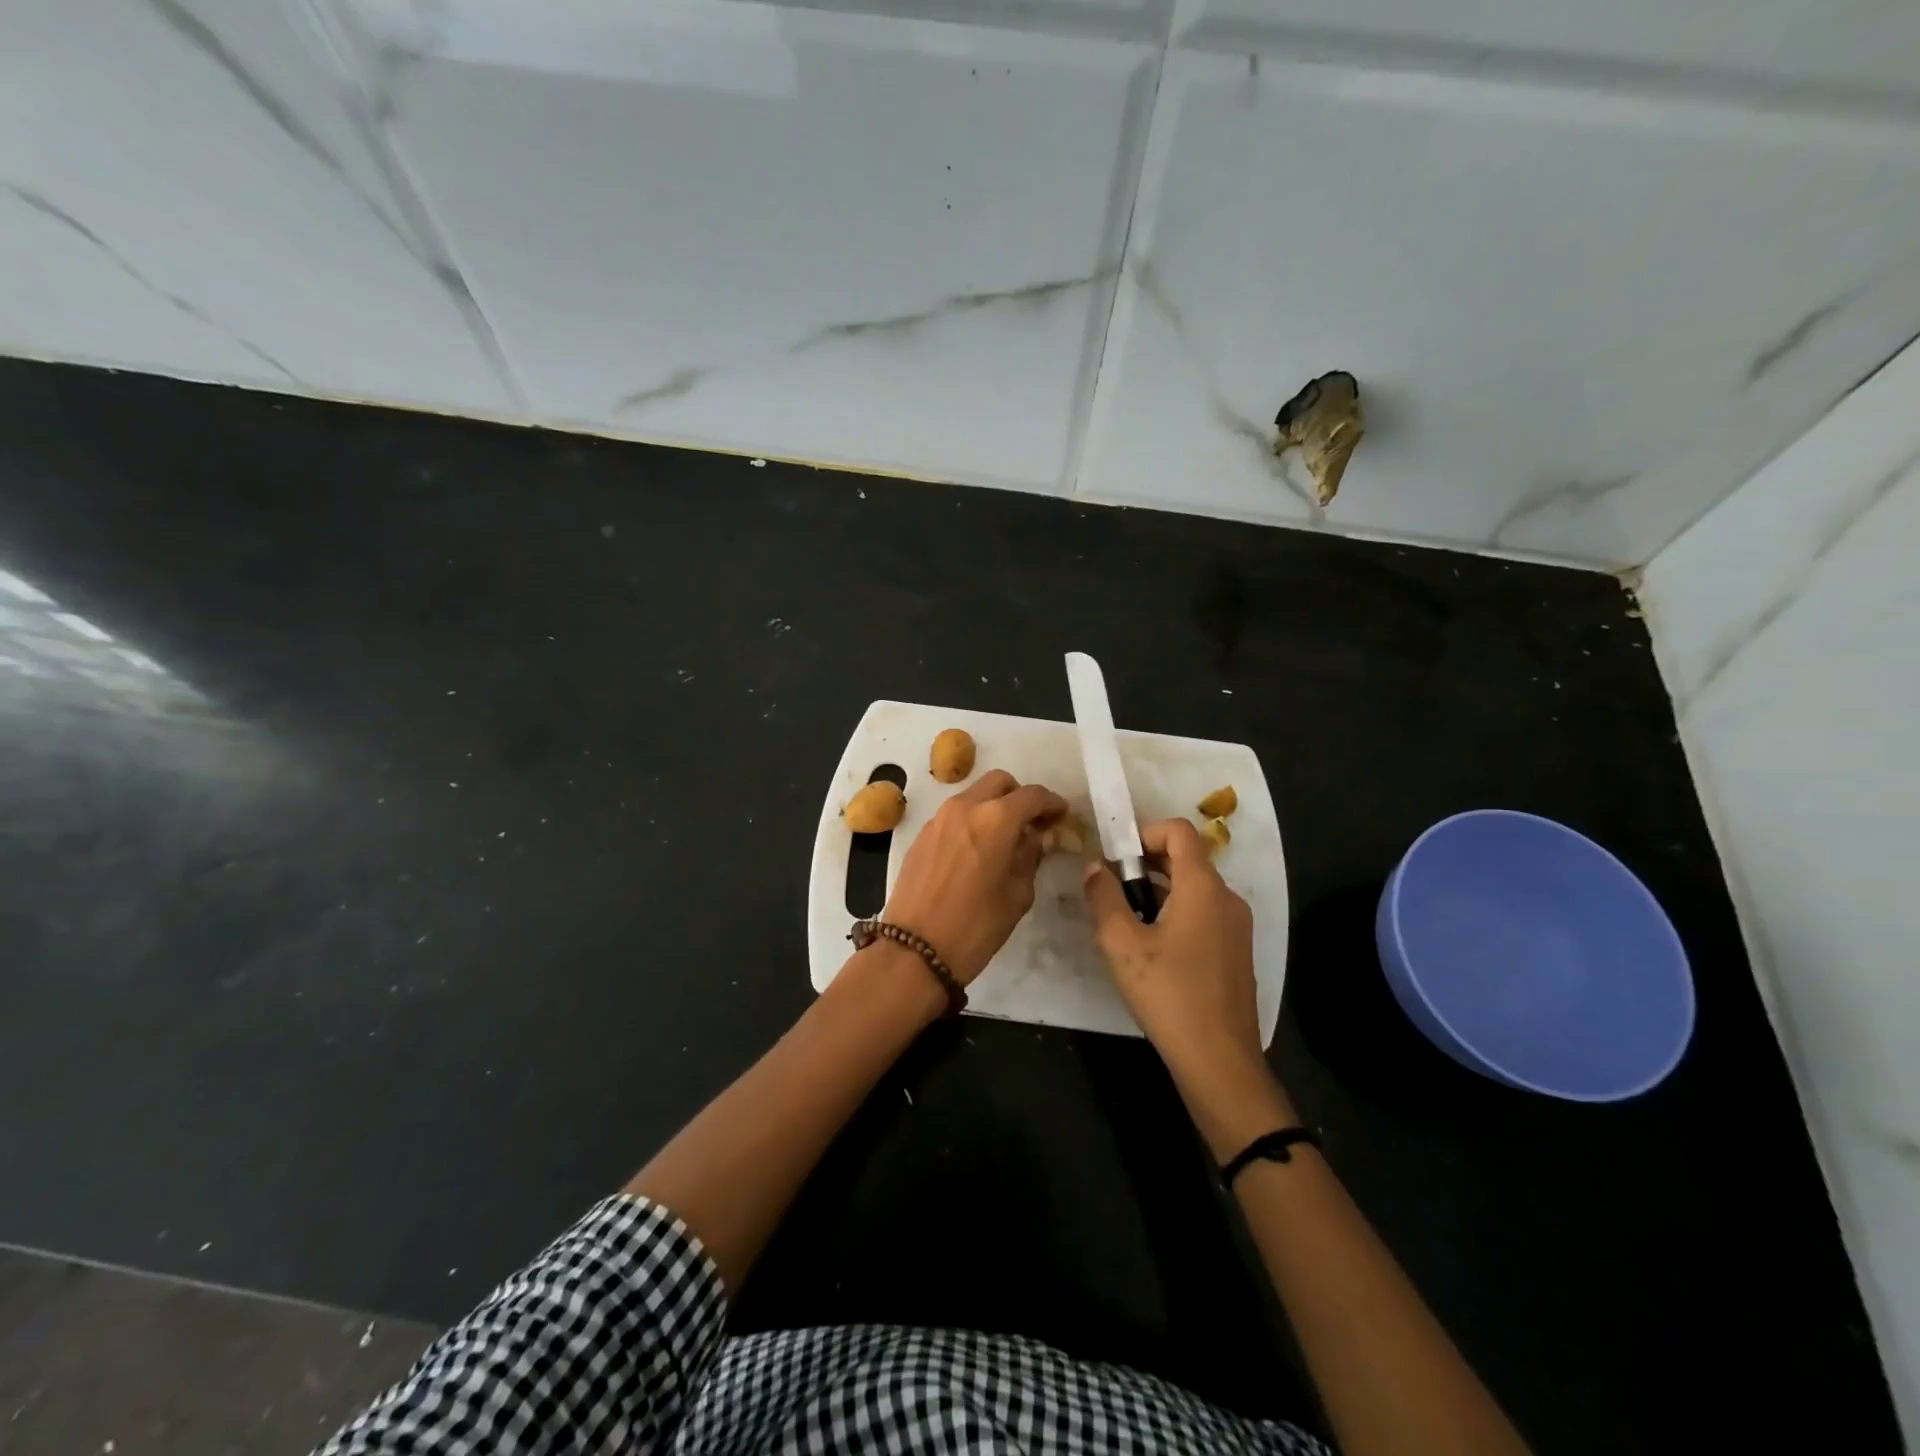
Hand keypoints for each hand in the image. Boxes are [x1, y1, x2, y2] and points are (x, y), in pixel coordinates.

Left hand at [883, 770, 1066, 983]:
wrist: (913, 950)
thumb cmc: (975, 926)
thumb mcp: (1017, 895)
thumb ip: (1030, 858)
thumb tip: (1036, 839)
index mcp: (995, 819)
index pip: (1032, 795)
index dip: (1052, 803)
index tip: (1062, 816)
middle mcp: (964, 807)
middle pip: (999, 782)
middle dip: (1020, 796)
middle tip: (1032, 824)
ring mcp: (938, 819)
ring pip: (973, 795)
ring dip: (993, 807)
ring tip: (1005, 839)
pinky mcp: (921, 835)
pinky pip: (954, 815)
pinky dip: (971, 821)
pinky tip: (977, 851)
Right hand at [1084, 819, 1292, 1149]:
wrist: (1219, 1060)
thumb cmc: (1168, 994)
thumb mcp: (1121, 944)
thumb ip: (1103, 897)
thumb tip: (1093, 866)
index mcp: (1202, 887)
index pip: (1179, 831)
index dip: (1145, 833)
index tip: (1116, 859)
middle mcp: (1227, 898)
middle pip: (1186, 858)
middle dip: (1146, 864)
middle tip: (1113, 892)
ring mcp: (1237, 926)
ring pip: (1195, 888)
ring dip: (1159, 891)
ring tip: (1128, 924)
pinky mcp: (1237, 951)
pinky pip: (1205, 913)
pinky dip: (1177, 913)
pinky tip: (1154, 951)